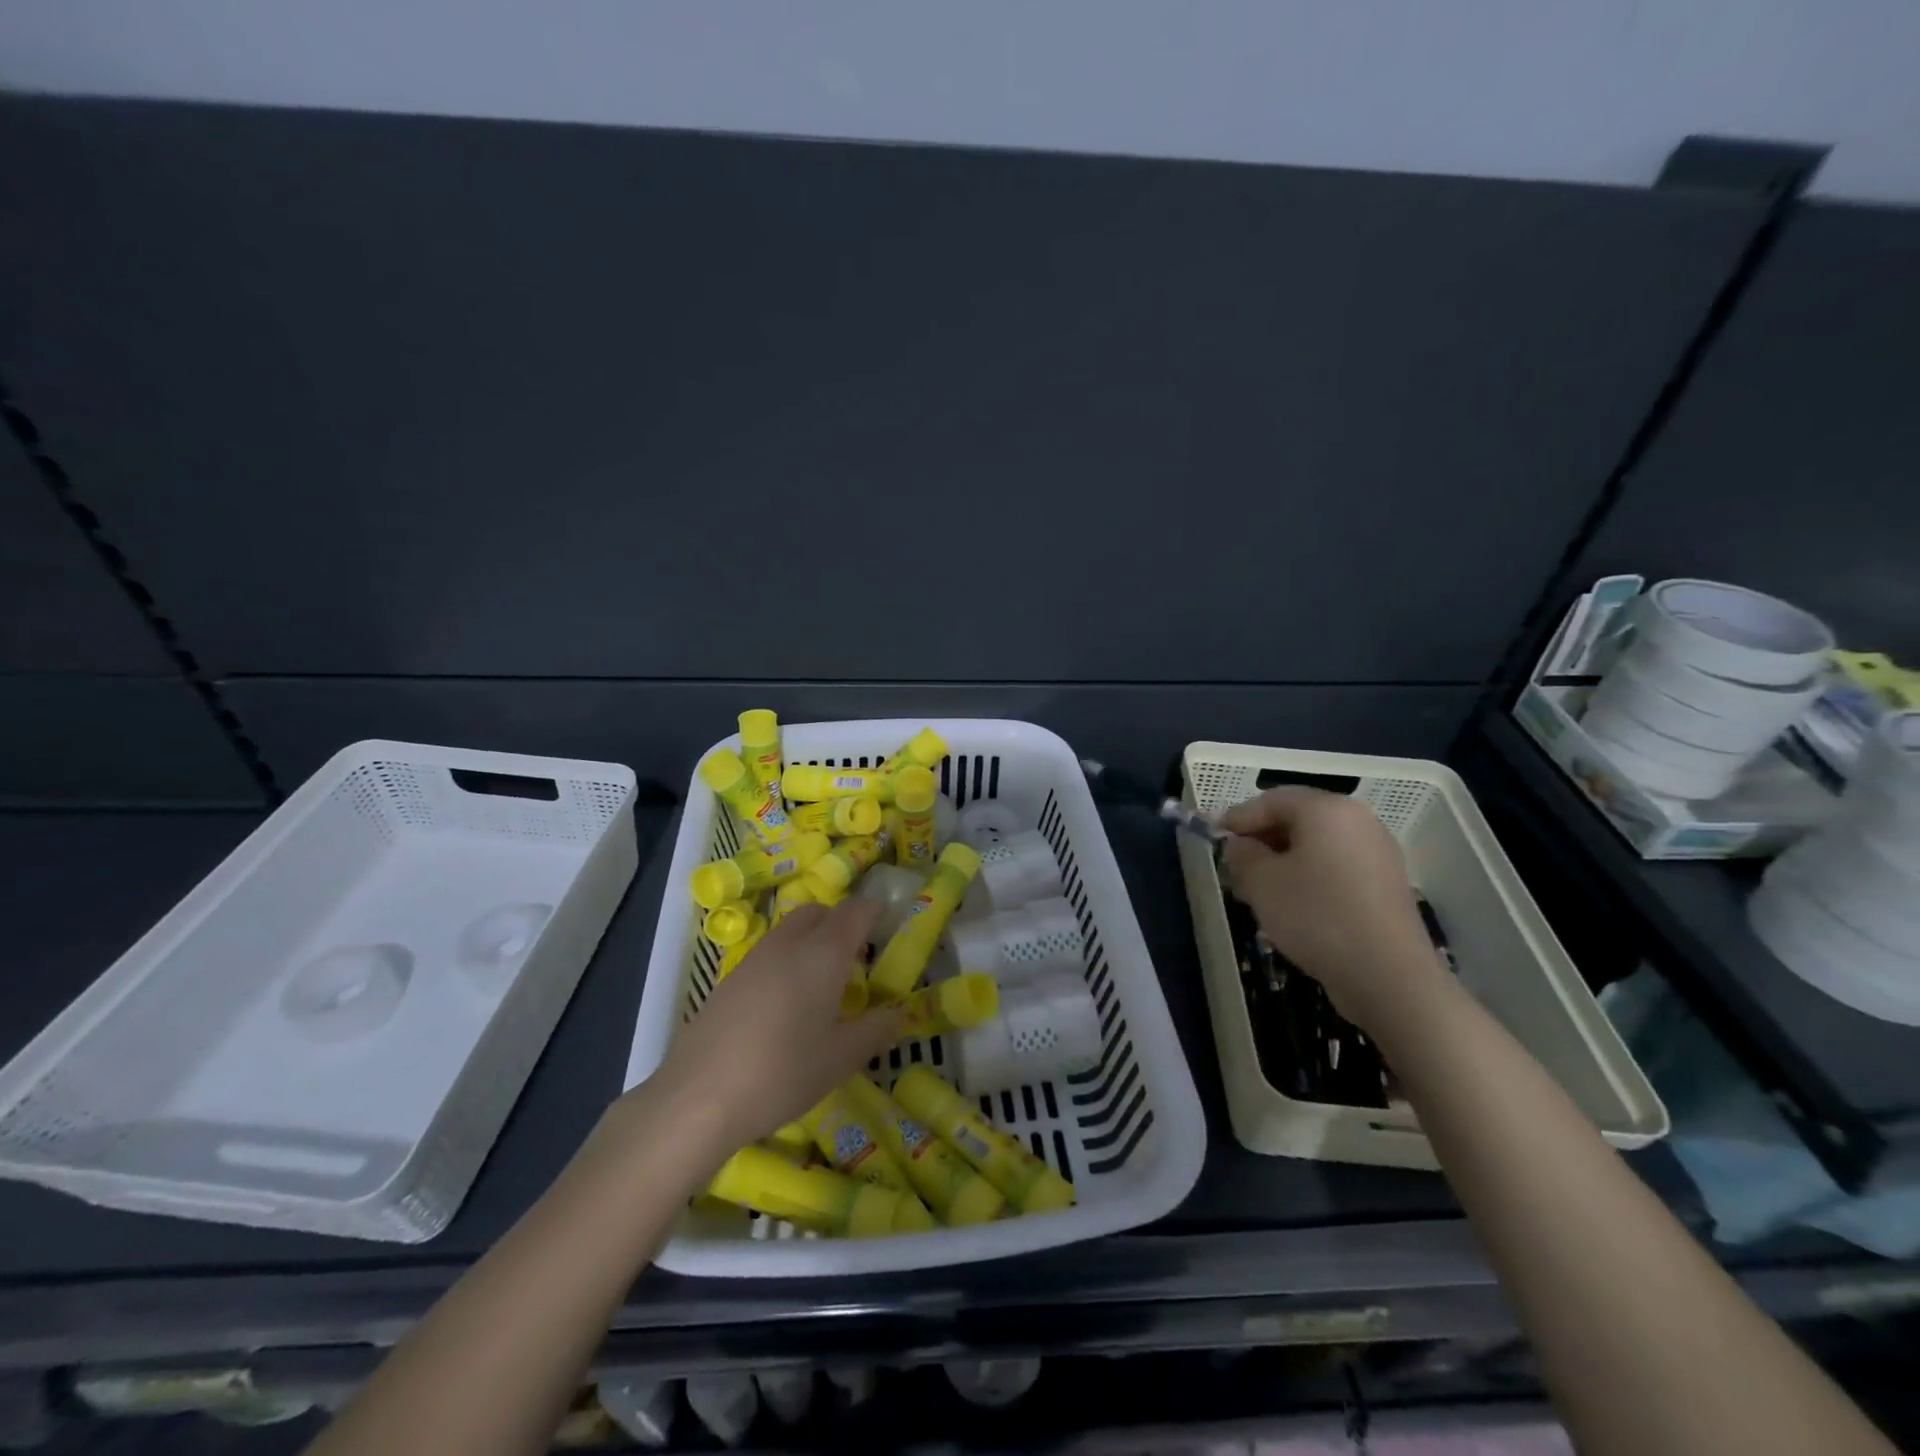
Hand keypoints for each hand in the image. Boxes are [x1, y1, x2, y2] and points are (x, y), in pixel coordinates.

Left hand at [643, 898, 905, 1154]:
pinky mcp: (729, 980)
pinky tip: (786, 1004)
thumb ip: (876, 1030)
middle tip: (857, 955)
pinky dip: (787, 961)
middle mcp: (789, 943)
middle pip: (819, 912)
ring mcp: (754, 959)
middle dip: (841, 922)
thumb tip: (898, 1012)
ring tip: (823, 983)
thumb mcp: (842, 1058)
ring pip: (790, 931)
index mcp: (824, 952)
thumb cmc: (783, 1072)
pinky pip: (769, 954)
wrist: (698, 1097)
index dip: (875, 910)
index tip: (889, 920)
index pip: (855, 911)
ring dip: (812, 940)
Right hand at [1220, 787, 1442, 1030]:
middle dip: (1262, 839)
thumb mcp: (1261, 882)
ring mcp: (1378, 852)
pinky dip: (1310, 876)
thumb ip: (1241, 855)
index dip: (1238, 817)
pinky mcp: (1386, 884)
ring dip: (1284, 860)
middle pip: (1298, 819)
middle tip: (1235, 865)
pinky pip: (1336, 867)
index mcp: (1327, 809)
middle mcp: (1358, 820)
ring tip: (1260, 889)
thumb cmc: (1315, 915)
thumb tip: (1240, 846)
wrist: (1388, 975)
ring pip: (1317, 846)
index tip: (1214, 837)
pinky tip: (1294, 905)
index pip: (1272, 800)